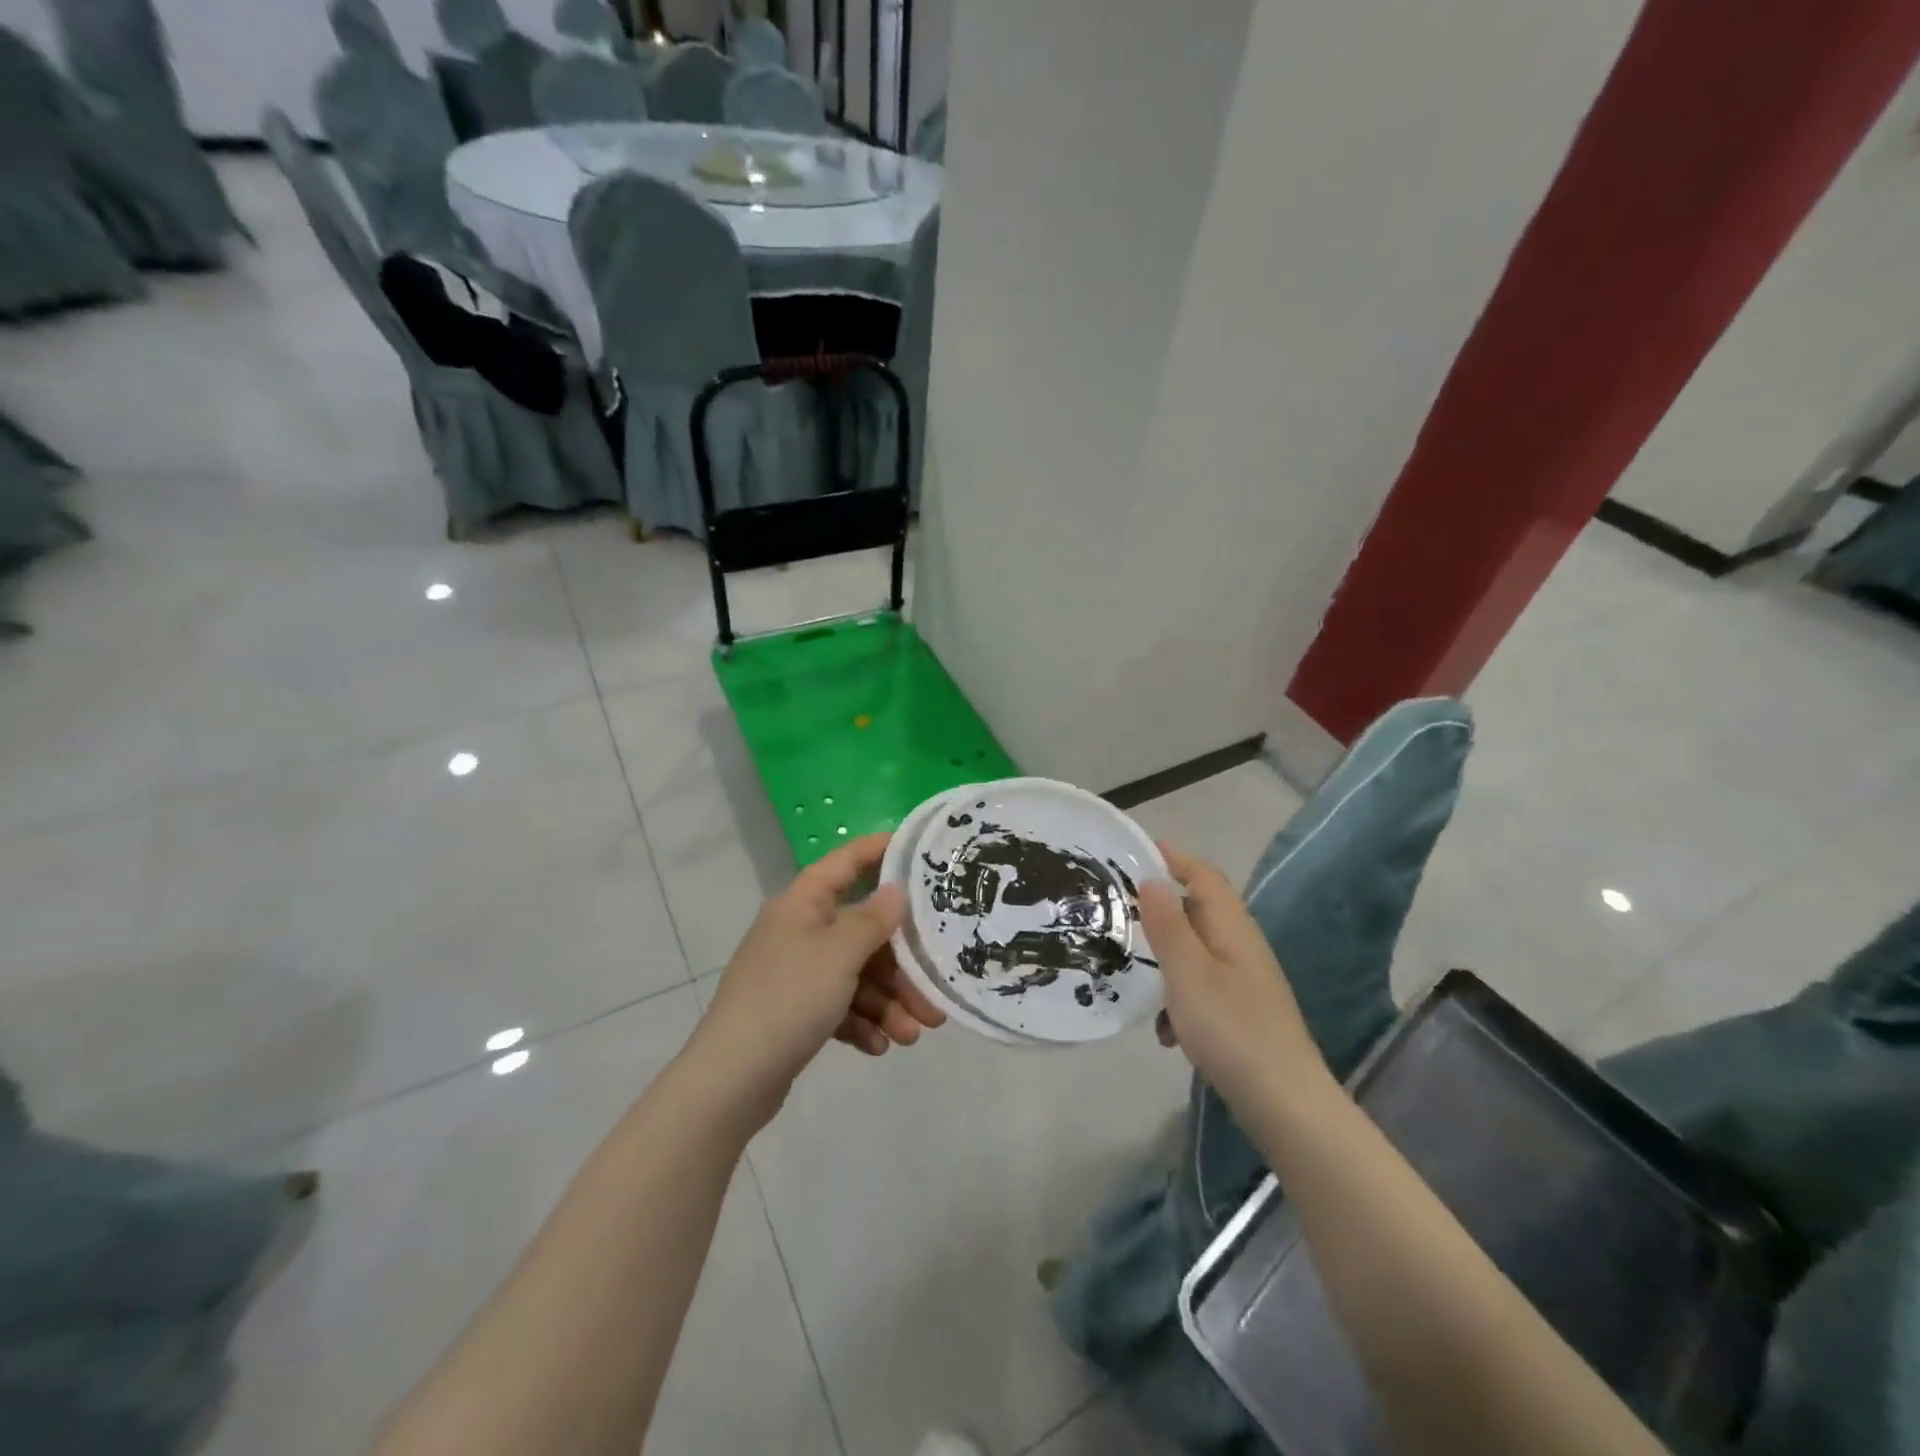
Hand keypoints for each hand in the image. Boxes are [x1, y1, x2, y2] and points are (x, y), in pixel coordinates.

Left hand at [687, 833, 946, 1126]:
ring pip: (856, 975)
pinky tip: (880, 1046)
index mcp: (802, 904)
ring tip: (912, 1035)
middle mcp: (799, 931)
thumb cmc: (788, 999)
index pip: (846, 861)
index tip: (920, 851)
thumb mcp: (838, 955)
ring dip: (888, 1002)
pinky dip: (862, 1023)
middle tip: (934, 992)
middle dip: (901, 964)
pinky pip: (839, 1006)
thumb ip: (873, 920)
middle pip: (861, 932)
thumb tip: (896, 891)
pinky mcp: (795, 1012)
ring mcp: (795, 973)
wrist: (731, 1080)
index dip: (880, 850)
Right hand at [1139, 846, 1329, 1111]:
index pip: (1203, 875)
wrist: (1285, 1104)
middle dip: (1161, 910)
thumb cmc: (1231, 1028)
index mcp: (1231, 927)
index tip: (1136, 850)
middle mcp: (1242, 946)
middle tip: (1120, 912)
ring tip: (1136, 979)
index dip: (1173, 857)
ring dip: (1166, 962)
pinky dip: (1179, 1000)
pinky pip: (1202, 989)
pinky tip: (1166, 1033)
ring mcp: (1245, 981)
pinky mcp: (1242, 1013)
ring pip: (1196, 953)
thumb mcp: (1188, 972)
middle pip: (1198, 911)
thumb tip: (1152, 880)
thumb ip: (1167, 924)